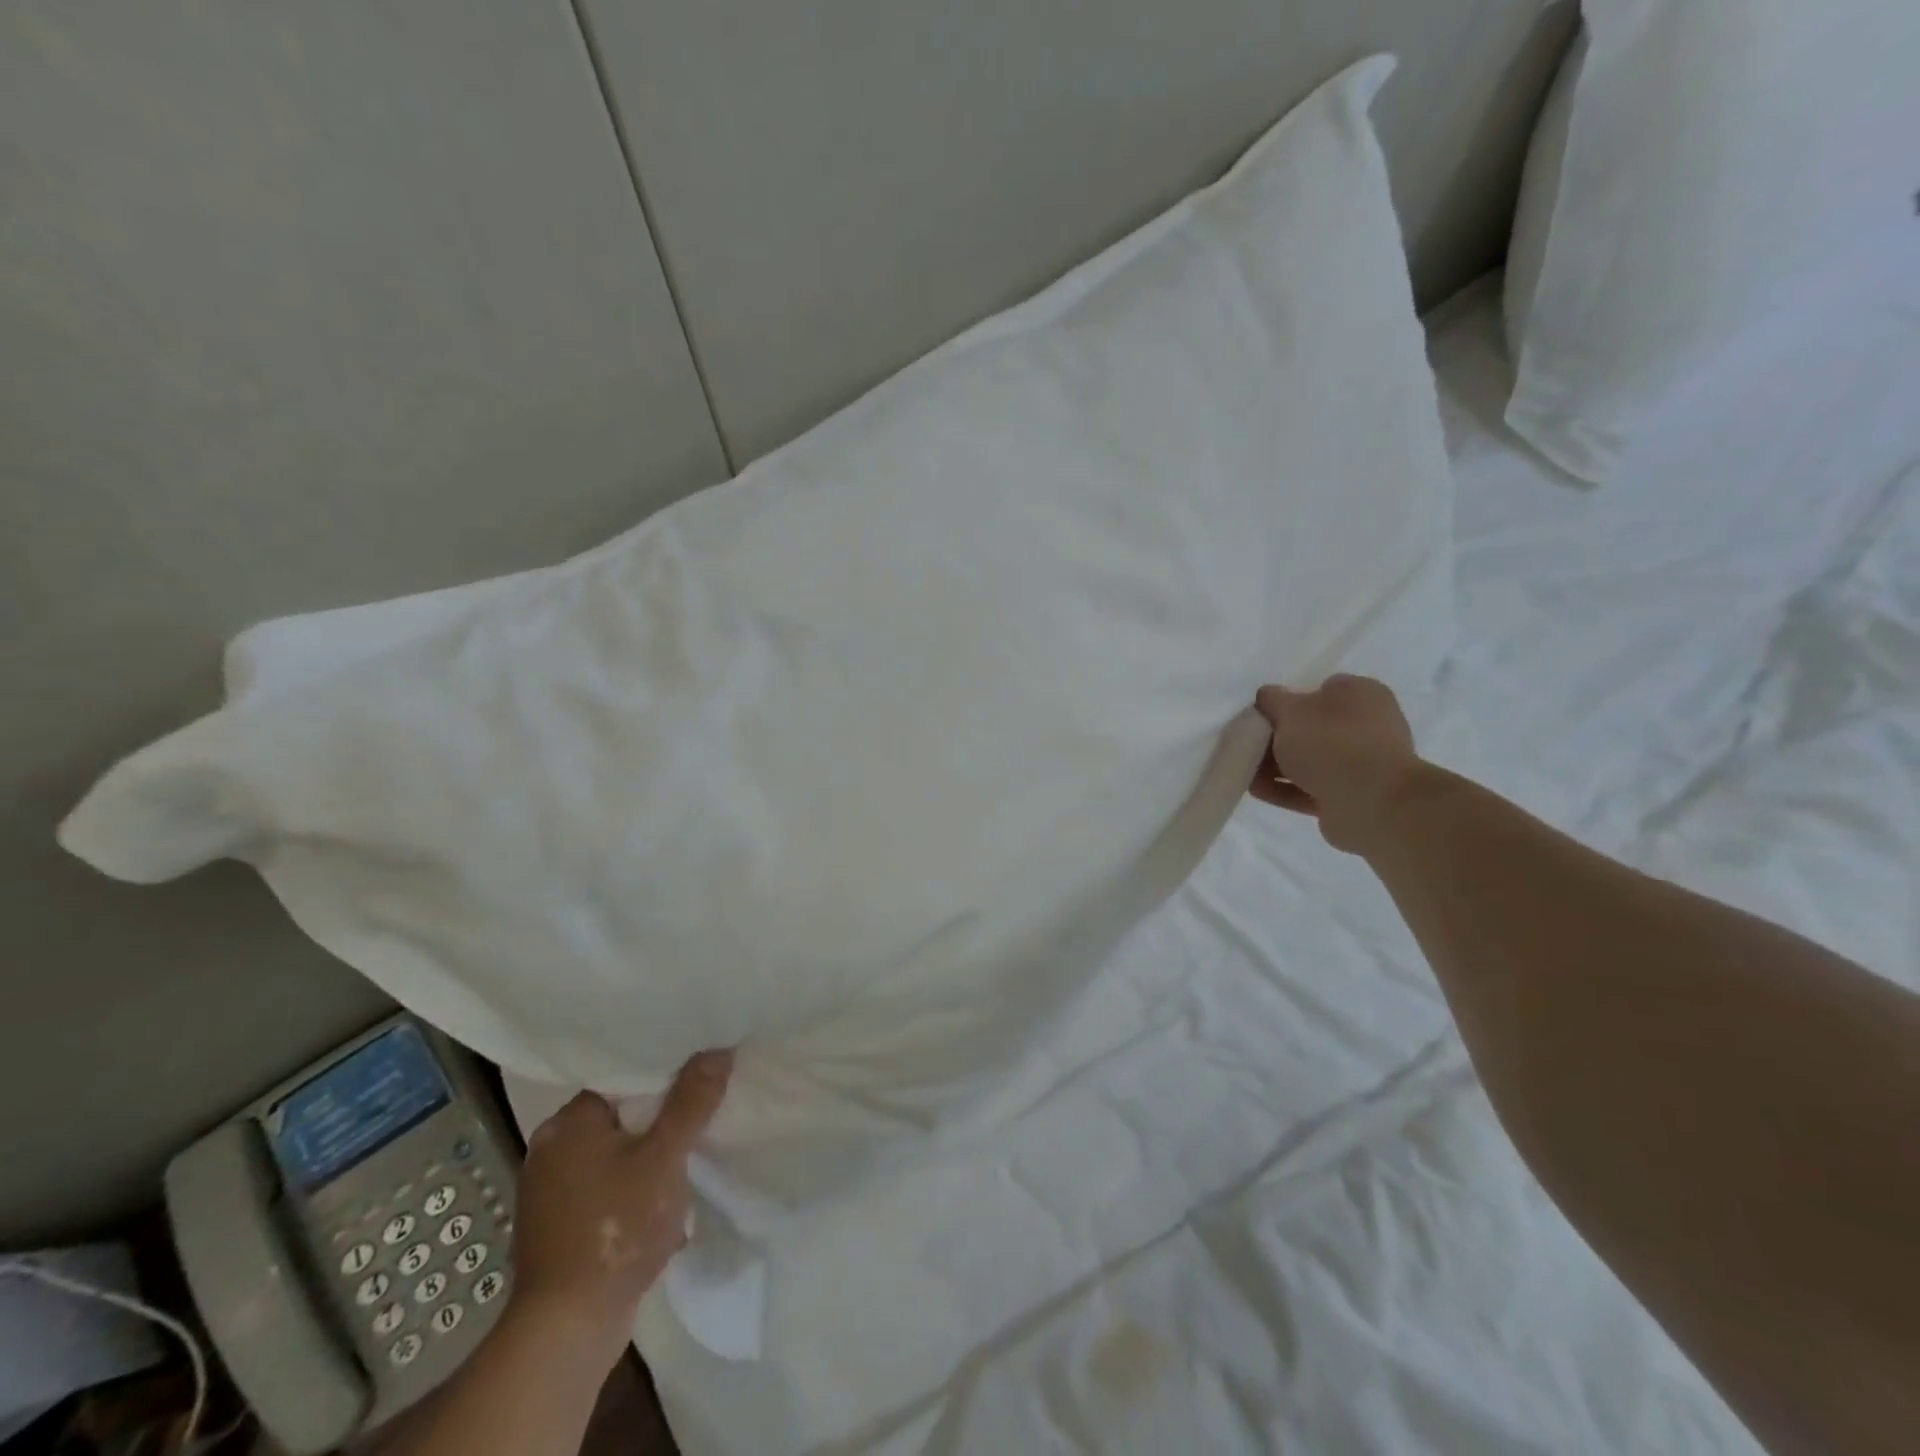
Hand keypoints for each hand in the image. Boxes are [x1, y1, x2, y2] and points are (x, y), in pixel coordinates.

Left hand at [507, 1050, 732, 1368]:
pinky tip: (661, 1211)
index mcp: (568, 1123)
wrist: (567, 1330)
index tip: (699, 1079)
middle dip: (661, 1125)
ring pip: (615, 1156)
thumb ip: (691, 1101)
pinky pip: (605, 1191)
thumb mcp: (665, 1157)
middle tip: (701, 1123)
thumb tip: (717, 1051)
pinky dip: (632, 1194)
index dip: (664, 1077)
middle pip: (620, 1117)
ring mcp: (550, 1192)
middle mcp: (550, 1149)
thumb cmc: (616, 1228)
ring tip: (686, 1169)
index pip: (623, 1079)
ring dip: (650, 1163)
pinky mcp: (557, 1227)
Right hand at [1247, 674, 1423, 853]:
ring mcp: (1363, 764)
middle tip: (1250, 743)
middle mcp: (1368, 726)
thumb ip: (1273, 700)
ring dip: (1277, 766)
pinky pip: (1311, 788)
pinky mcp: (1352, 797)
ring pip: (1311, 760)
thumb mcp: (1290, 711)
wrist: (1370, 802)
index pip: (1323, 689)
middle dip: (1280, 737)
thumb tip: (1268, 696)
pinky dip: (1284, 788)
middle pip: (1314, 727)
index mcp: (1363, 695)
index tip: (1265, 714)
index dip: (1291, 700)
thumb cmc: (1331, 742)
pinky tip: (1255, 790)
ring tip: (1244, 770)